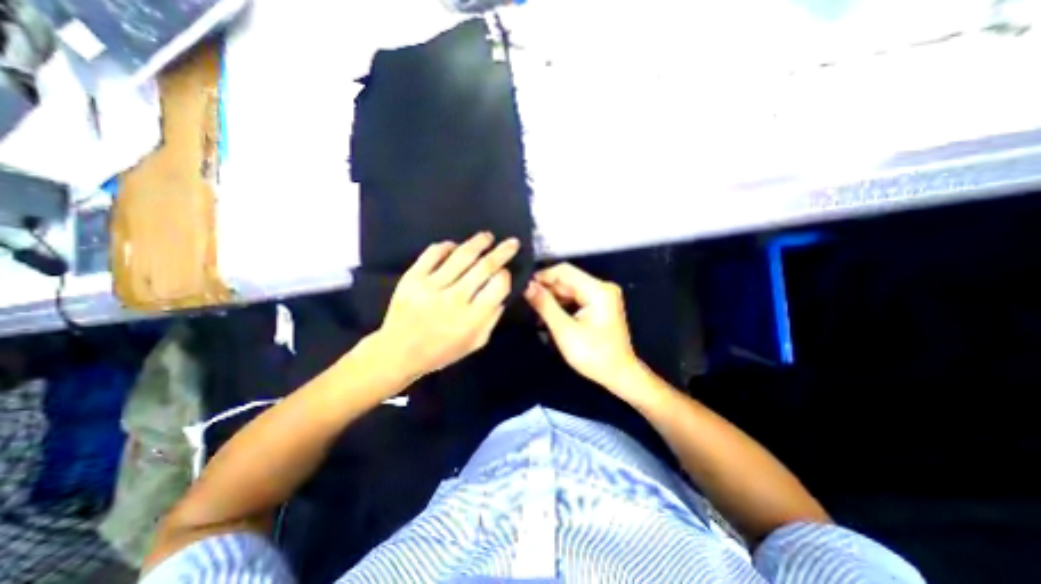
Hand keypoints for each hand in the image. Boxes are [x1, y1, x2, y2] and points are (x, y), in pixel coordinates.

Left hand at [377, 233, 516, 382]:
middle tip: (512, 242)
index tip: (506, 272)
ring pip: (461, 256)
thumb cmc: (441, 351)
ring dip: (478, 242)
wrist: (398, 352)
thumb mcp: (475, 342)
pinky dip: (447, 246)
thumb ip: (492, 318)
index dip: (506, 275)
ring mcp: (431, 286)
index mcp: (471, 318)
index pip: (497, 286)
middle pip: (484, 267)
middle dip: (502, 252)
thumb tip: (502, 292)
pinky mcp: (412, 277)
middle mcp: (454, 299)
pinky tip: (455, 246)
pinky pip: (433, 253)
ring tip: (488, 237)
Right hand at [525, 265, 637, 392]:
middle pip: (567, 280)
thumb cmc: (594, 355)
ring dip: (552, 299)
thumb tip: (527, 286)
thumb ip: (545, 305)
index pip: (564, 271)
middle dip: (546, 290)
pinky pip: (575, 298)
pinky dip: (561, 305)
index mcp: (598, 290)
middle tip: (526, 302)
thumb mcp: (564, 330)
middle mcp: (602, 287)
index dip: (542, 276)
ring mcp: (601, 296)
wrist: (618, 375)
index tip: (523, 287)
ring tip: (535, 312)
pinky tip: (548, 316)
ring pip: (569, 289)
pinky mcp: (598, 305)